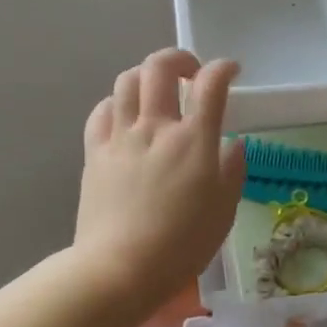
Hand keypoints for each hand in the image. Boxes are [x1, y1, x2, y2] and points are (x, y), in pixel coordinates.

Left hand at [74, 49, 245, 308]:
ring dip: (146, 76)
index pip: (211, 85)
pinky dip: (116, 103)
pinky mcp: (95, 152)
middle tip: (191, 73)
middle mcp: (156, 128)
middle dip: (180, 58)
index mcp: (193, 141)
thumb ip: (232, 170)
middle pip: (160, 67)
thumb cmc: (181, 245)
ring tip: (157, 91)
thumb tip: (232, 143)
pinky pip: (101, 111)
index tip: (231, 71)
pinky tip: (125, 116)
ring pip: (127, 81)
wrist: (120, 268)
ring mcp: (121, 137)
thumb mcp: (223, 211)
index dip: (223, 68)